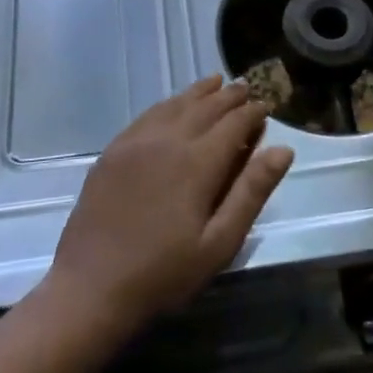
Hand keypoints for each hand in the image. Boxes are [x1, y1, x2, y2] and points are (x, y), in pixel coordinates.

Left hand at [43, 76, 293, 332]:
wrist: (90, 289)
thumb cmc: (163, 274)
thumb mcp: (219, 243)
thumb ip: (251, 192)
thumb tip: (283, 149)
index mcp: (198, 162)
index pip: (234, 123)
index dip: (254, 112)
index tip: (267, 106)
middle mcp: (168, 140)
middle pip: (206, 107)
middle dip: (230, 96)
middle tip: (247, 88)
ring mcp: (136, 142)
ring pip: (176, 104)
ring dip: (200, 92)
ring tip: (217, 83)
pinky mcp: (113, 151)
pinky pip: (148, 114)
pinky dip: (169, 103)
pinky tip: (174, 105)